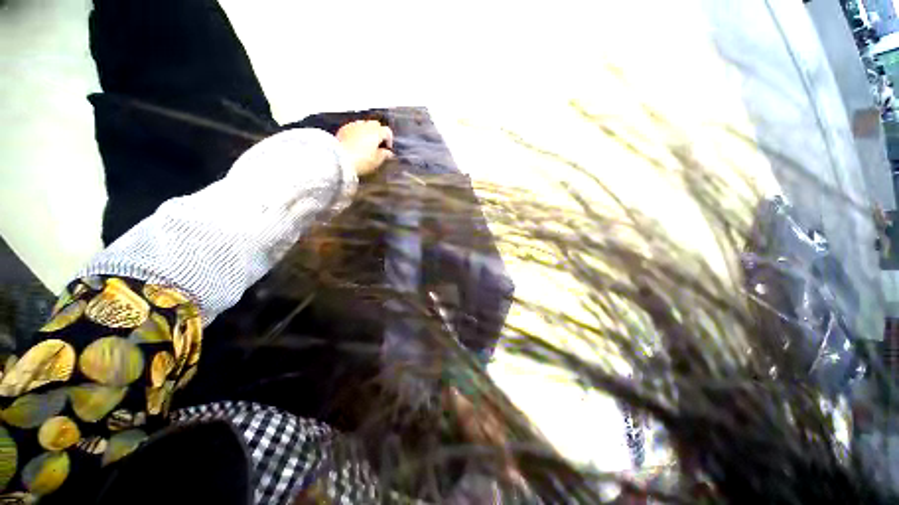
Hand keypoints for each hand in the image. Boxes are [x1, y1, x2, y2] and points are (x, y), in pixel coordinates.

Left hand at [336, 120, 394, 176]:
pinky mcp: (343, 128)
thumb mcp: (377, 161)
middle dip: (378, 132)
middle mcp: (365, 125)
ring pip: (364, 124)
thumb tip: (388, 153)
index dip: (389, 140)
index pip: (387, 131)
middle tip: (378, 144)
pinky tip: (356, 143)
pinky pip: (354, 127)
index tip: (388, 149)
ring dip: (367, 131)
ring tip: (366, 143)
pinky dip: (357, 133)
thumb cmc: (362, 160)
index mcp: (376, 132)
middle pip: (375, 124)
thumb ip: (384, 155)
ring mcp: (353, 125)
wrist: (339, 159)